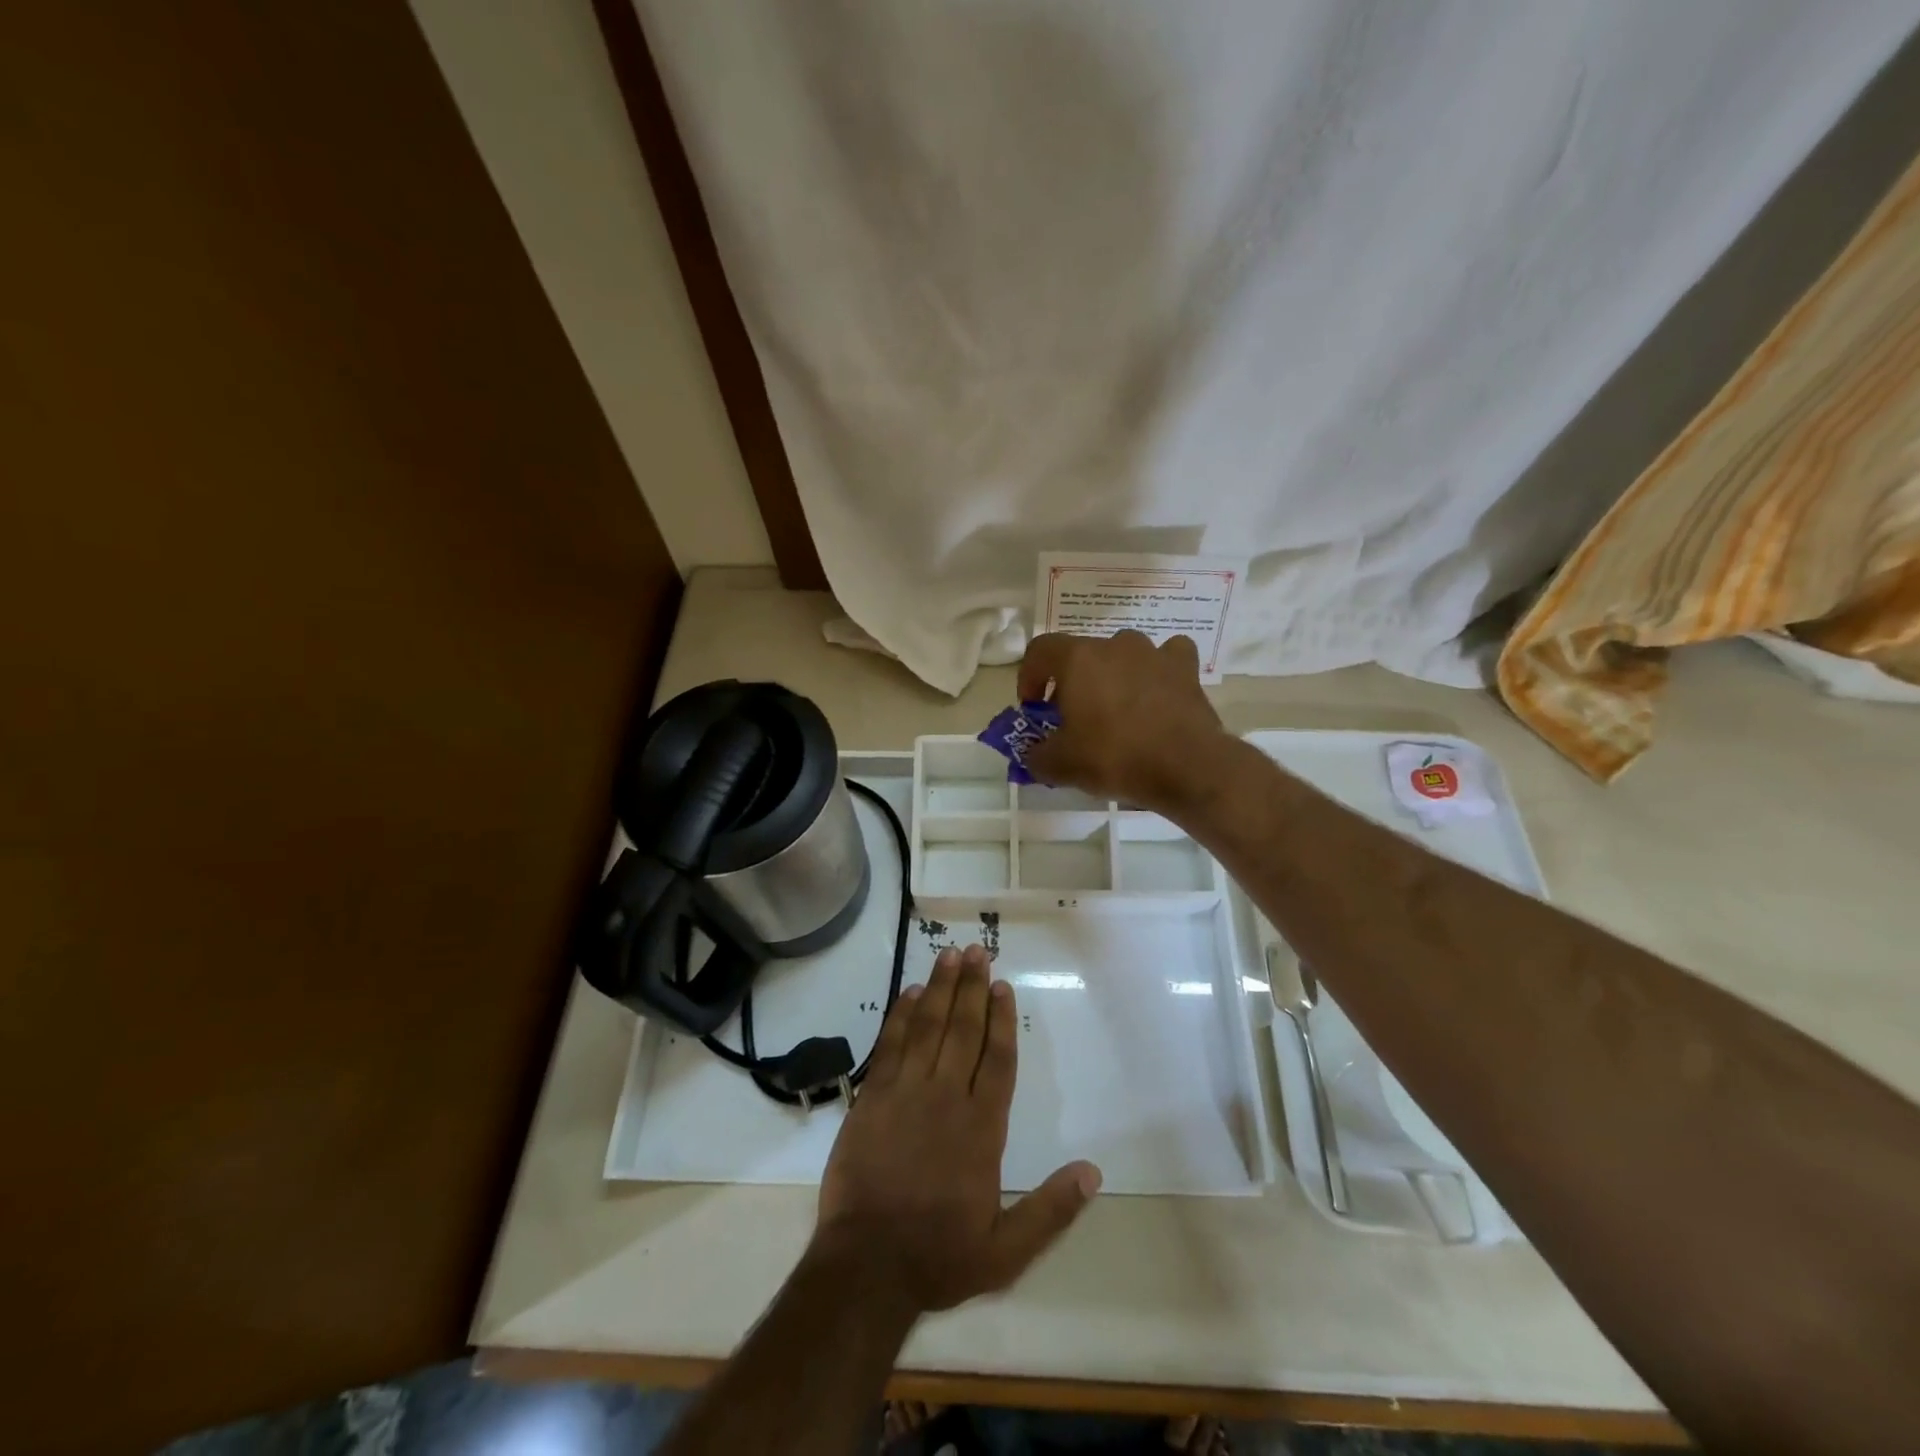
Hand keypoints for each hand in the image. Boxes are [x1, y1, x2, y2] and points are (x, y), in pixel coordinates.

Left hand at [815, 945, 1101, 1313]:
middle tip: (977, 951)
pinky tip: (911, 993)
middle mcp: (947, 1098)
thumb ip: (1051, 1211)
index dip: (1002, 1020)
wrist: (866, 1266)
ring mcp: (906, 1093)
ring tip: (950, 955)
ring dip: (940, 988)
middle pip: (964, 1030)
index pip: (998, 1060)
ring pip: (929, 1027)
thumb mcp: (1006, 1251)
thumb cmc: (938, 1257)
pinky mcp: (873, 1097)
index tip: (1003, 986)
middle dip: (972, 988)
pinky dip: (902, 1016)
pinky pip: (891, 1045)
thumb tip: (1093, 1173)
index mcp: (982, 1129)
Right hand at [1017, 630, 1229, 814]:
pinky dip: (1157, 671)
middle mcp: (1114, 645)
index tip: (1034, 707)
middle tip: (1073, 717)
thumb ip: (1036, 755)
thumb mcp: (1060, 766)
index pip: (1040, 650)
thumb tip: (1034, 754)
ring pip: (1123, 654)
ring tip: (1116, 710)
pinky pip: (1166, 658)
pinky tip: (1157, 693)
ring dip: (1113, 675)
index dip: (1030, 676)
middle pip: (1082, 655)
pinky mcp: (1185, 668)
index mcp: (1078, 659)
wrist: (1187, 767)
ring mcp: (1153, 653)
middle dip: (1071, 682)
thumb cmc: (1114, 757)